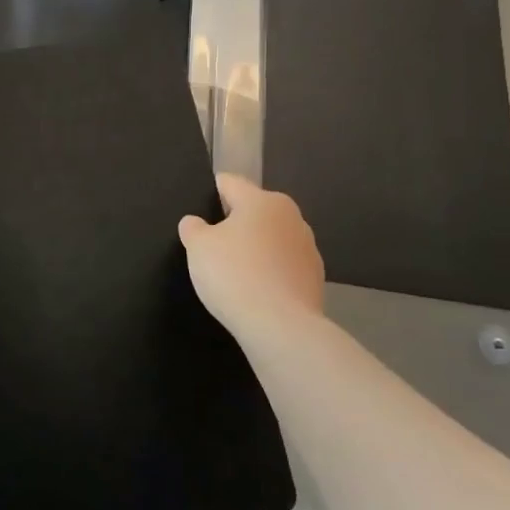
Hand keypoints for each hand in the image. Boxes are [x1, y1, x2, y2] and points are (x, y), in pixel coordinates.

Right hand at [178, 174, 325, 338]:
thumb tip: (196, 223)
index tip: (198, 208)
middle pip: (254, 211)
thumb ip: (193, 228)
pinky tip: (255, 291)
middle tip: (212, 246)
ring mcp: (308, 248)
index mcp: (262, 200)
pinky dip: (269, 272)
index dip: (211, 191)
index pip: (230, 183)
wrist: (281, 326)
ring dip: (255, 248)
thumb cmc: (234, 274)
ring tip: (234, 273)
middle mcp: (290, 216)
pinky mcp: (315, 278)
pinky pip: (283, 266)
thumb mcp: (198, 247)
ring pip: (271, 239)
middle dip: (234, 223)